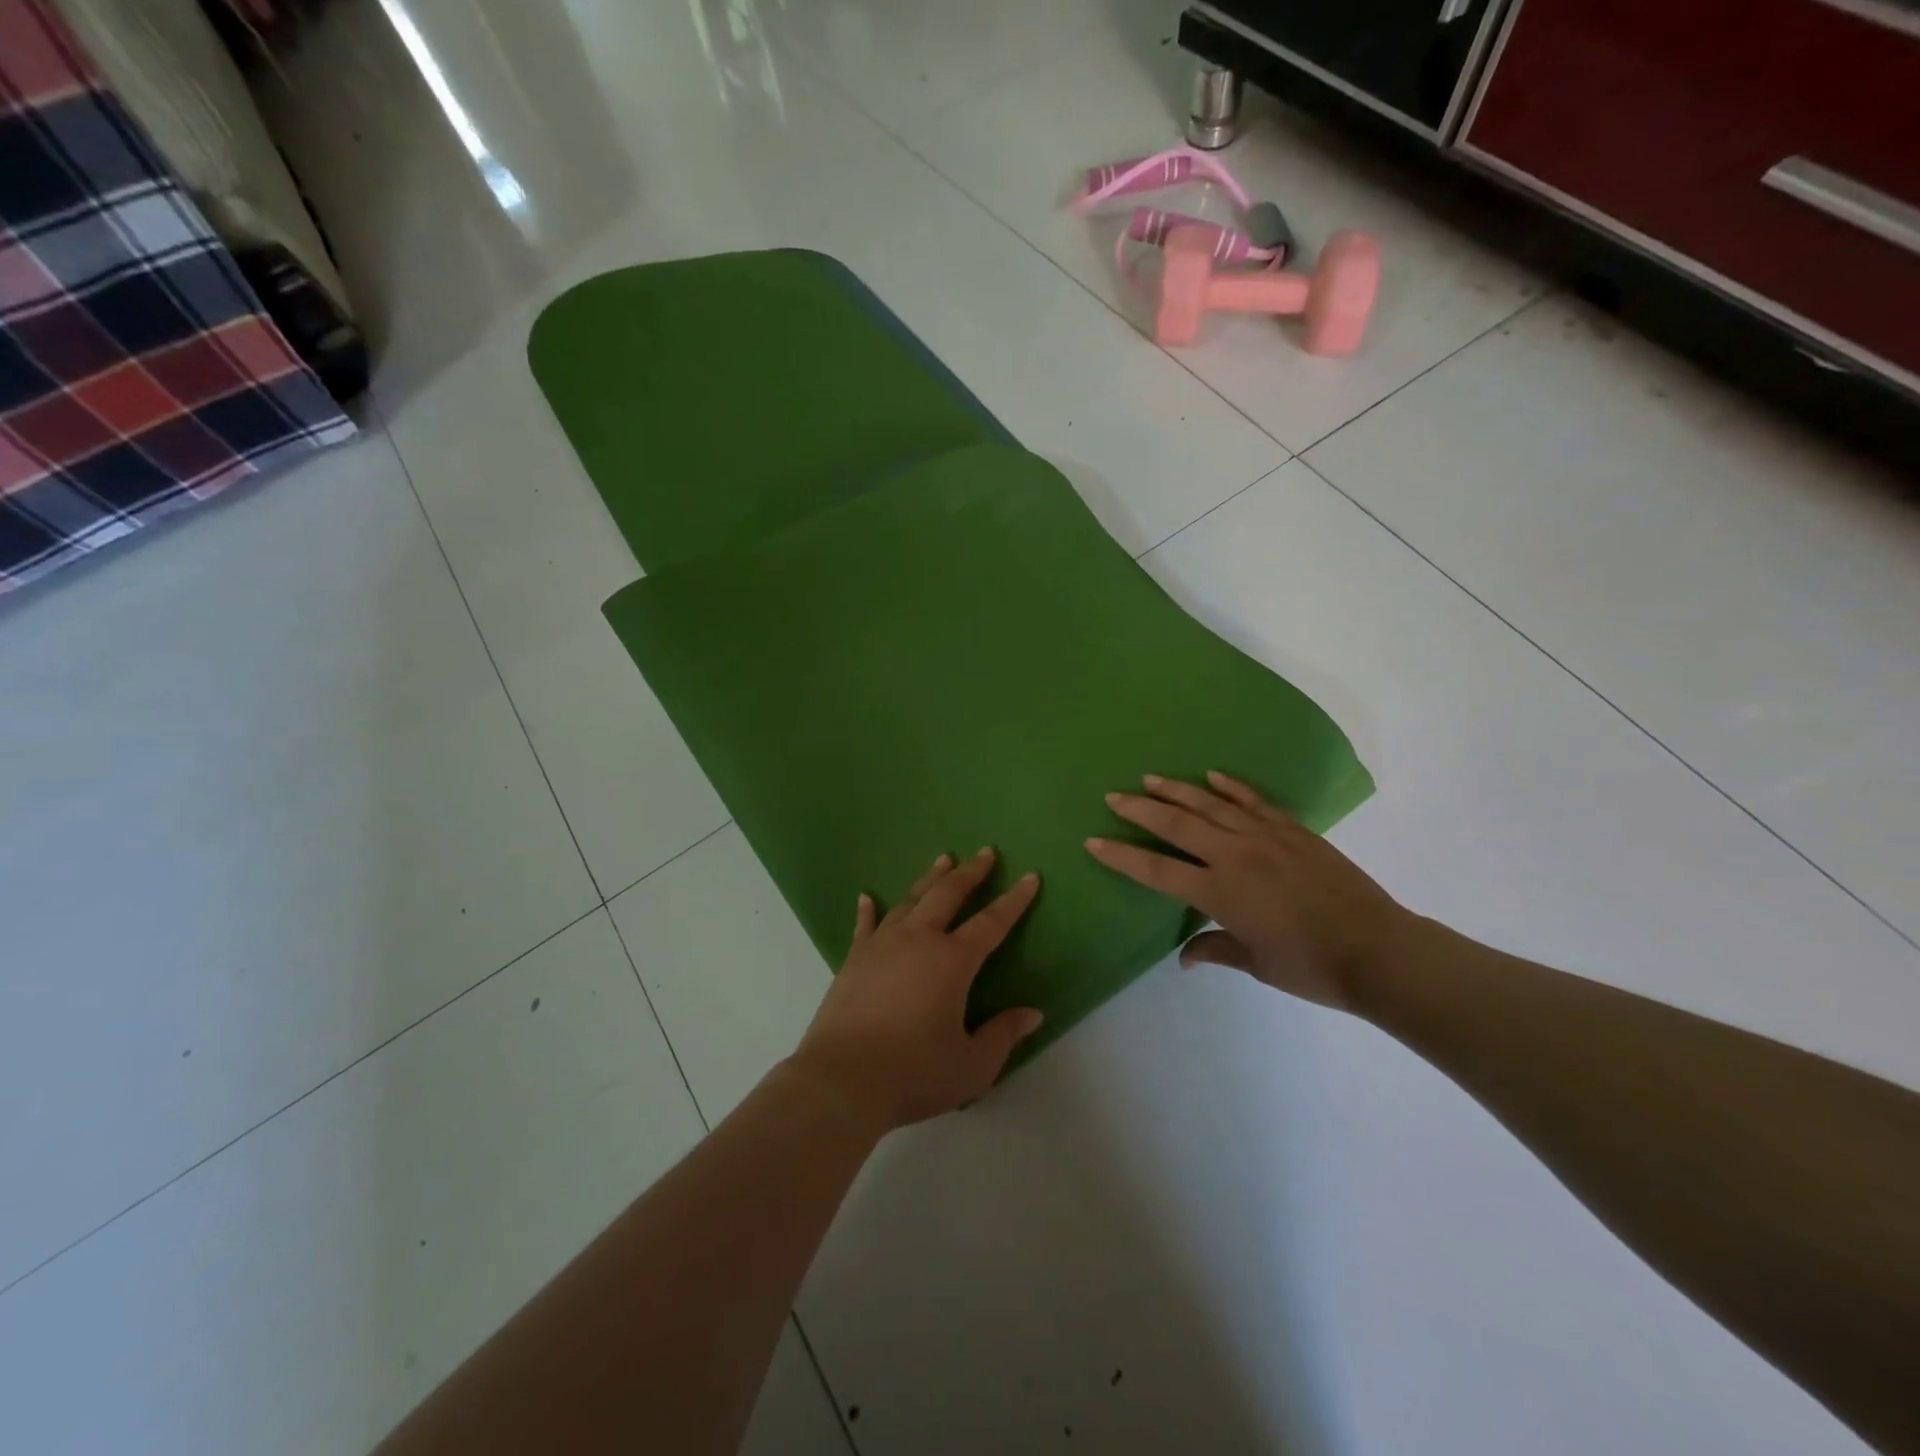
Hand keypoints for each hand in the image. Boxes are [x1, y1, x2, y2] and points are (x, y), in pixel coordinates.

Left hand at [790, 849, 1043, 1133]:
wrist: (841, 1080)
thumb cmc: (913, 1073)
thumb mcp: (972, 1066)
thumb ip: (1003, 1035)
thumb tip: (1032, 1013)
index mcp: (952, 962)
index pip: (992, 923)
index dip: (1014, 900)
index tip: (1029, 877)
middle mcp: (918, 941)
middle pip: (947, 895)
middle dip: (970, 873)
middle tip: (985, 853)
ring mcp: (881, 946)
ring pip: (909, 900)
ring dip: (929, 879)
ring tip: (943, 861)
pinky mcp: (853, 960)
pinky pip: (865, 925)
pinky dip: (869, 909)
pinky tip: (867, 896)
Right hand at [1085, 772, 1411, 1010]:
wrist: (1380, 950)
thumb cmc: (1312, 967)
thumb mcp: (1257, 964)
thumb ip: (1215, 951)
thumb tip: (1184, 957)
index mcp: (1220, 892)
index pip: (1157, 870)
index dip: (1122, 857)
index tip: (1093, 841)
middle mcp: (1235, 856)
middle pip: (1177, 825)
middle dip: (1140, 810)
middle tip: (1113, 797)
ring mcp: (1266, 837)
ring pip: (1211, 804)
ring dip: (1177, 791)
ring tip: (1150, 779)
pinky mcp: (1293, 830)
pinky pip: (1254, 801)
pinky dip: (1231, 787)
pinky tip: (1212, 777)